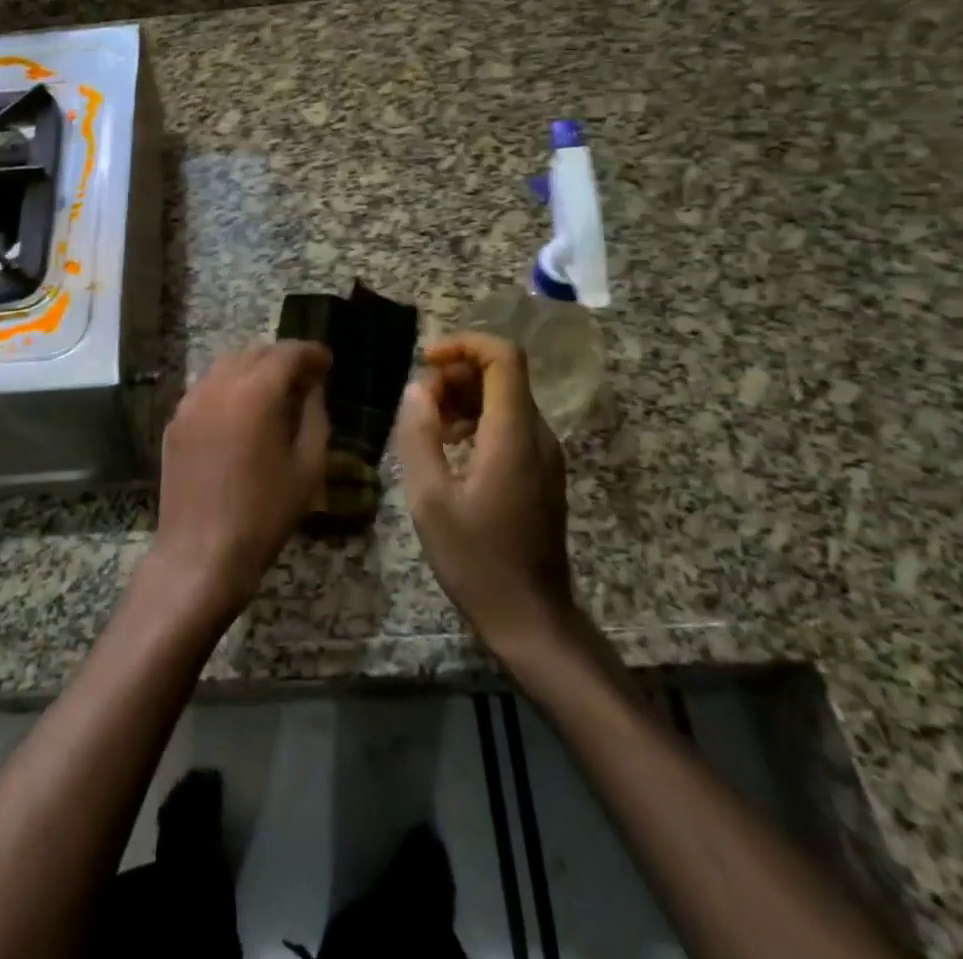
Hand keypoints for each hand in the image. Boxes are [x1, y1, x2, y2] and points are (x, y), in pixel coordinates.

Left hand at [152, 342, 332, 618]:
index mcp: (255, 393)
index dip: (311, 353)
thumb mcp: (307, 467)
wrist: (201, 553)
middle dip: (283, 358)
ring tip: (275, 392)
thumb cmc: (264, 514)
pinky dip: (229, 386)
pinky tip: (242, 412)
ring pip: (226, 365)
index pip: (287, 353)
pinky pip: (207, 387)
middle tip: (305, 378)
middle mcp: (218, 385)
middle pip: (255, 352)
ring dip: (254, 368)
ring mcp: (190, 401)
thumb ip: (314, 416)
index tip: (327, 363)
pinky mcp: (175, 421)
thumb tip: (312, 388)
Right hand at [395, 333, 573, 648]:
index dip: (465, 344)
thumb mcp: (430, 498)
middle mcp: (538, 434)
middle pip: (502, 375)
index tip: (427, 361)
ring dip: (463, 399)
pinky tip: (450, 450)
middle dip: (455, 375)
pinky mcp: (541, 472)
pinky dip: (476, 421)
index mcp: (513, 434)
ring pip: (505, 399)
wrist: (530, 618)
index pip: (504, 357)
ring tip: (427, 428)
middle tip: (418, 406)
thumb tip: (417, 389)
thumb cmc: (476, 559)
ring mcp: (544, 454)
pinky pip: (509, 425)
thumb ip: (419, 435)